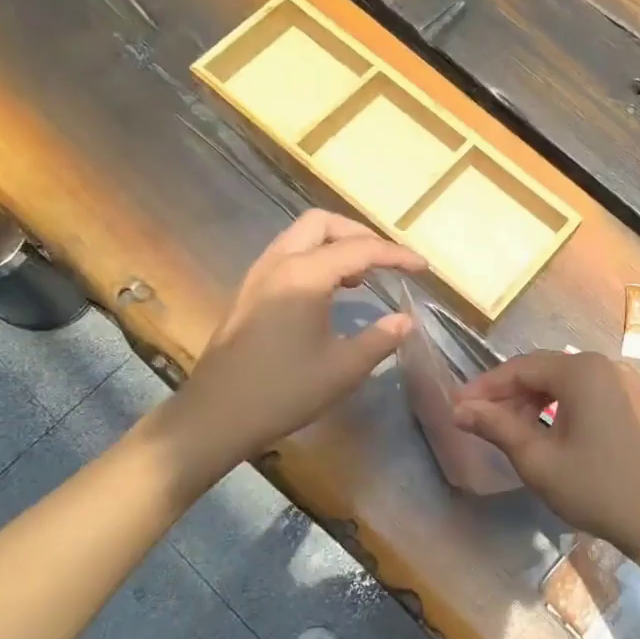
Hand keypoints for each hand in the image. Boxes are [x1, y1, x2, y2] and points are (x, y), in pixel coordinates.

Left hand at [164, 211, 423, 477]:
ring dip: (335, 244)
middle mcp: (279, 262)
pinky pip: (288, 255)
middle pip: (324, 223)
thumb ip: (380, 339)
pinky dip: (315, 258)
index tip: (422, 268)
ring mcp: (259, 275)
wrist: (217, 415)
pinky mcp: (249, 292)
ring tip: (362, 277)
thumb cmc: (284, 391)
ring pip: (301, 236)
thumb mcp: (343, 369)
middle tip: (386, 262)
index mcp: (304, 274)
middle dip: (360, 235)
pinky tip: (329, 292)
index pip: (359, 249)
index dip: (396, 255)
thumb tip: (405, 320)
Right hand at [452, 351, 639, 560]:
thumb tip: (459, 409)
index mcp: (581, 371)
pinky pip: (582, 392)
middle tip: (478, 420)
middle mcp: (602, 365)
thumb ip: (496, 426)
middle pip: (541, 371)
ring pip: (561, 382)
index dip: (485, 387)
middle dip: (507, 394)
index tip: (457, 406)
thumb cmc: (595, 487)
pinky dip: (556, 406)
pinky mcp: (628, 401)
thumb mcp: (537, 459)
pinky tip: (541, 431)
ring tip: (506, 430)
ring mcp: (620, 382)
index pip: (520, 368)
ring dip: (530, 401)